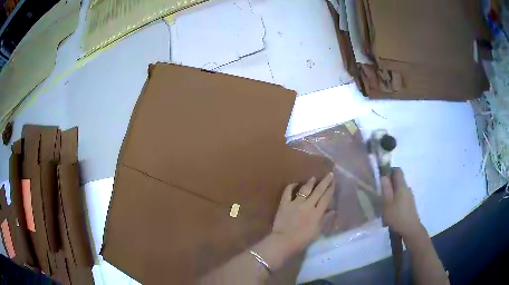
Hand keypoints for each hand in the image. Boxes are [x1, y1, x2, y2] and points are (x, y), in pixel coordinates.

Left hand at [271, 173, 334, 255]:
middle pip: (318, 191)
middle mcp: (308, 205)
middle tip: (329, 174)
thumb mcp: (317, 231)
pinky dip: (291, 187)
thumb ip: (325, 219)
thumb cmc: (303, 239)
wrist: (284, 241)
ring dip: (310, 183)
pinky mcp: (284, 204)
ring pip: (304, 189)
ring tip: (313, 178)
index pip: (326, 198)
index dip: (330, 189)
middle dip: (325, 182)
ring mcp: (295, 203)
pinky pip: (287, 192)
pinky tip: (294, 184)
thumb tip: (333, 210)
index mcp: (317, 212)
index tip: (334, 182)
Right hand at [381, 168, 423, 238]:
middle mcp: (407, 188)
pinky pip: (401, 196)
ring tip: (384, 203)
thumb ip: (386, 189)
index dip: (389, 170)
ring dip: (392, 192)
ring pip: (399, 189)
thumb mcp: (387, 203)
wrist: (410, 229)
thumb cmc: (397, 216)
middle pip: (398, 180)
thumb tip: (383, 176)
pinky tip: (391, 209)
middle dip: (389, 183)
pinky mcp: (410, 203)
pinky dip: (395, 199)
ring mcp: (409, 196)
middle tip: (380, 191)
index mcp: (402, 186)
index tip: (381, 177)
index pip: (397, 170)